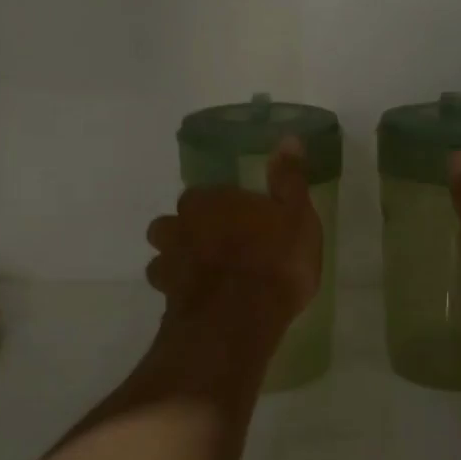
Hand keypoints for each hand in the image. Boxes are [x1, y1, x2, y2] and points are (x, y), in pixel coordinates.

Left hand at [145, 138, 321, 325]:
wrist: (240, 320)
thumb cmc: (274, 260)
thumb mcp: (296, 215)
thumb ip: (288, 179)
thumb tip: (288, 139)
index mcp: (209, 202)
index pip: (202, 194)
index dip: (219, 207)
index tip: (239, 220)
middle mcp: (179, 228)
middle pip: (172, 224)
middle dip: (189, 232)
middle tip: (218, 246)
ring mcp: (169, 266)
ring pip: (164, 257)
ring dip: (179, 262)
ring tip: (206, 276)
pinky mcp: (167, 302)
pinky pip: (170, 291)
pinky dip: (182, 293)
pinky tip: (203, 302)